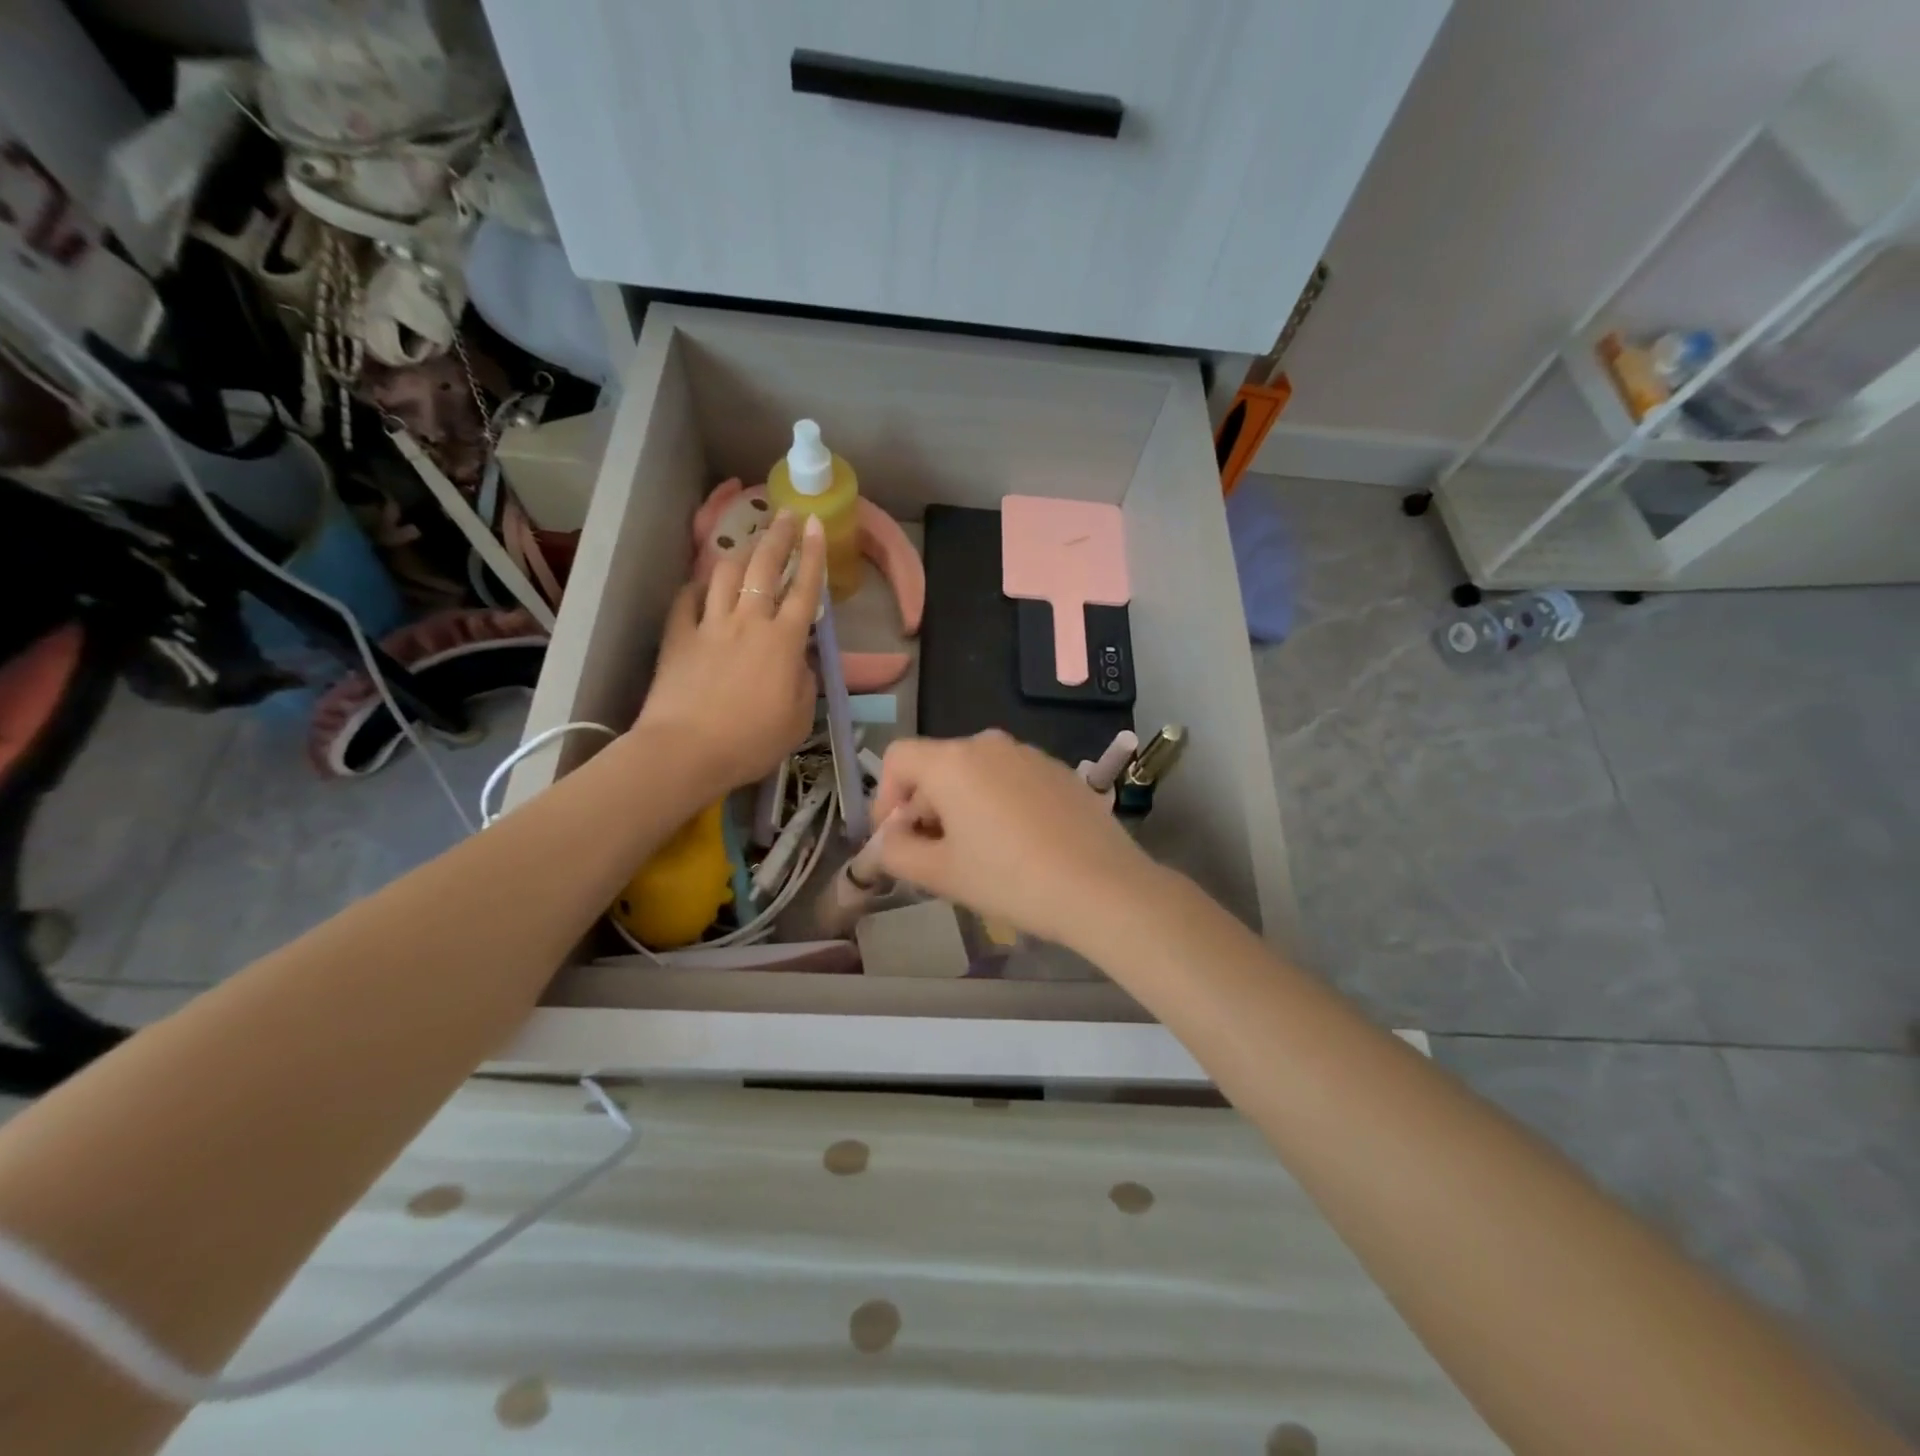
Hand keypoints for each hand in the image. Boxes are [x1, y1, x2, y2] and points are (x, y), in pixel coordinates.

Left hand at [635, 511, 825, 791]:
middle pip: (764, 567)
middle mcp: (748, 622)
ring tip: (749, 543)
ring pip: (725, 574)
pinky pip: (687, 599)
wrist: (686, 751)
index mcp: (783, 641)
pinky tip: (702, 584)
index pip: (804, 589)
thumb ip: (804, 683)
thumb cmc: (751, 741)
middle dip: (778, 536)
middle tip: (786, 515)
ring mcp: (709, 625)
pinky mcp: (678, 636)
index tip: (816, 525)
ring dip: (740, 552)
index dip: (812, 555)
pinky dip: (697, 586)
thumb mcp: (798, 719)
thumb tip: (799, 661)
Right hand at [870, 730, 1160, 949]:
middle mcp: (988, 744)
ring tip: (977, 855)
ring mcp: (1029, 754)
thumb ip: (896, 852)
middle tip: (933, 857)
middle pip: (936, 766)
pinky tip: (1016, 845)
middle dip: (923, 808)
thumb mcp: (941, 873)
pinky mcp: (1059, 770)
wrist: (1102, 887)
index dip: (884, 798)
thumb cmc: (1010, 879)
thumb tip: (887, 840)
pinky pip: (1010, 780)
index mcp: (953, 761)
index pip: (897, 758)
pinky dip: (997, 804)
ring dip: (961, 807)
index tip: (896, 840)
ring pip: (974, 774)